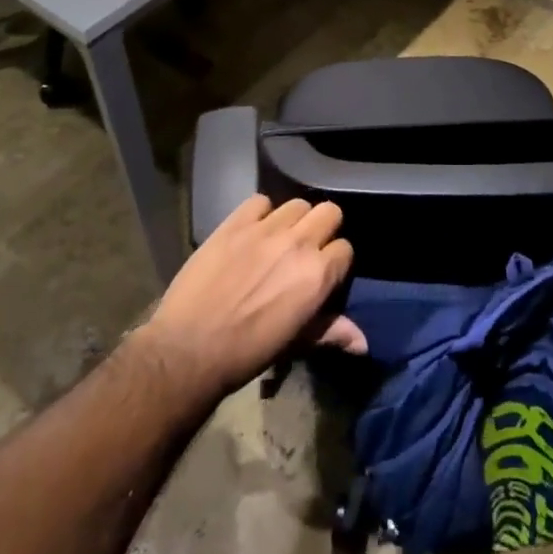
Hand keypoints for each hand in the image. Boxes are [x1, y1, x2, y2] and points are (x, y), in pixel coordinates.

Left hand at [138, 196, 366, 402]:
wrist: (189, 349)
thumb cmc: (248, 352)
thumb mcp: (296, 344)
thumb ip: (332, 332)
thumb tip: (363, 342)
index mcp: (318, 274)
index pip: (345, 249)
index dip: (336, 261)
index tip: (324, 273)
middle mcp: (298, 243)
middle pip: (329, 212)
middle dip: (323, 228)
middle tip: (306, 249)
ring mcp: (265, 229)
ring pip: (297, 204)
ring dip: (293, 220)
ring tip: (279, 239)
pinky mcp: (235, 223)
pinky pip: (259, 201)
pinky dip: (260, 213)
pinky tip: (252, 231)